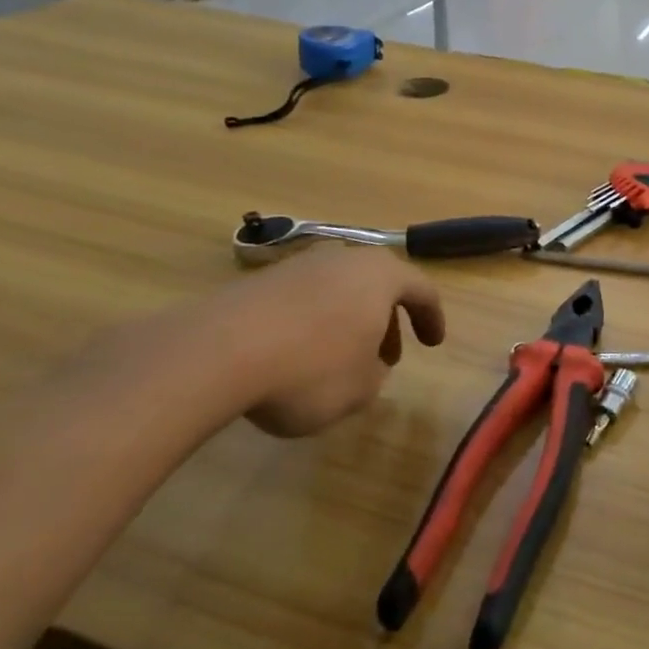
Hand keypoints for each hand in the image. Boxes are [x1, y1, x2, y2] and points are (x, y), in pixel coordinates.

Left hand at [123, 247, 446, 436]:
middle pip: (378, 285)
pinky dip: (312, 324)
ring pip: (339, 290)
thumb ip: (374, 376)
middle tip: (386, 357)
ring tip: (340, 360)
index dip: (432, 319)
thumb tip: (368, 367)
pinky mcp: (259, 281)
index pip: (422, 290)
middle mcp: (344, 259)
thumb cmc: (309, 369)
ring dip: (349, 322)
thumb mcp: (359, 389)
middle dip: (387, 322)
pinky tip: (297, 356)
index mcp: (381, 276)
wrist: (216, 352)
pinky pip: (303, 300)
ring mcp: (299, 266)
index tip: (432, 343)